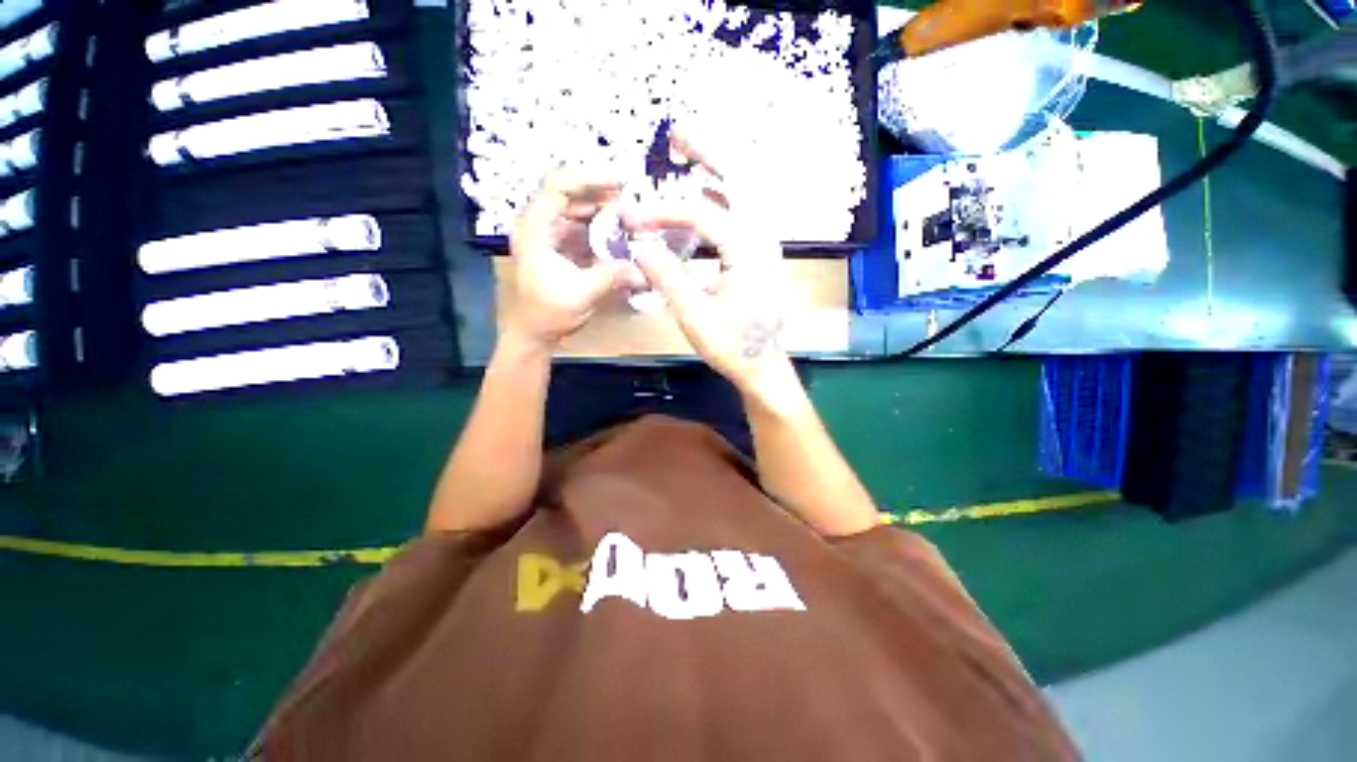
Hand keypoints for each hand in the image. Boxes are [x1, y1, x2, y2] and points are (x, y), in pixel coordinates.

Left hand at [503, 169, 640, 350]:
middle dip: (600, 194)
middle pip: (567, 193)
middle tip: (630, 202)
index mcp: (534, 229)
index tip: (620, 183)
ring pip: (573, 209)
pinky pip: (577, 227)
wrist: (531, 334)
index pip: (558, 186)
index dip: (590, 178)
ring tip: (627, 216)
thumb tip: (645, 270)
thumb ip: (612, 276)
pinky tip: (615, 234)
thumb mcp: (582, 294)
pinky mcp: (554, 247)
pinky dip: (597, 228)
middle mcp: (536, 225)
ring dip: (600, 210)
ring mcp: (545, 235)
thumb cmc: (547, 314)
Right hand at [623, 136, 788, 392]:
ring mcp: (766, 245)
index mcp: (749, 251)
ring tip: (690, 153)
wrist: (762, 366)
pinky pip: (743, 215)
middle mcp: (763, 238)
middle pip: (739, 181)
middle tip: (679, 134)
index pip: (702, 215)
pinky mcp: (760, 255)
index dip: (663, 213)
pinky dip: (723, 199)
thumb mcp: (694, 316)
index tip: (632, 221)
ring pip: (745, 195)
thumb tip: (639, 244)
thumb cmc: (731, 345)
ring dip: (718, 171)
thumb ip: (667, 277)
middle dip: (708, 153)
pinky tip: (706, 195)